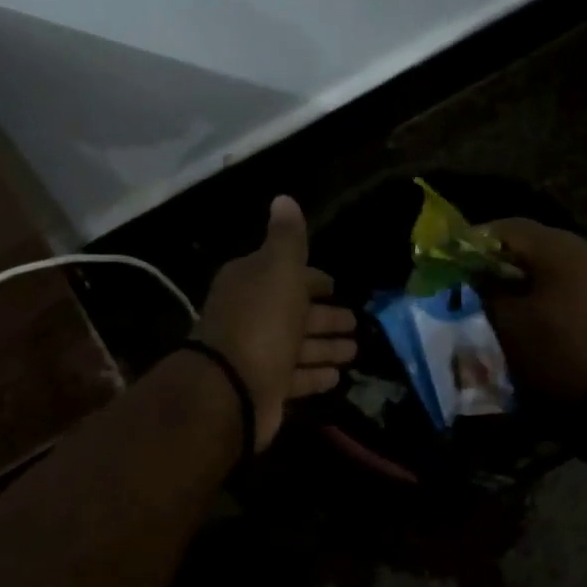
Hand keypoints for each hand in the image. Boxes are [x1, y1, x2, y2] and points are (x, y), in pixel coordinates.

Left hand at [194, 196, 357, 450]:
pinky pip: (296, 377)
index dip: (312, 279)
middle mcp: (251, 316)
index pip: (286, 274)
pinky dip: (315, 375)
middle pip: (294, 312)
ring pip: (298, 346)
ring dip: (325, 347)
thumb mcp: (279, 271)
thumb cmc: (261, 322)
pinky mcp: (264, 387)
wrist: (231, 388)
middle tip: (355, 321)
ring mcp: (257, 354)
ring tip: (354, 350)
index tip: (336, 286)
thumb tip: (283, 198)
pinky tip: (337, 376)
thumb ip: (288, 239)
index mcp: (251, 283)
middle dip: (324, 316)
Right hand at [479, 219, 586, 403]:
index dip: (482, 238)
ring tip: (509, 289)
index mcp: (566, 253)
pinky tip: (540, 303)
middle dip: (509, 253)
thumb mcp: (507, 323)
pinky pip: (583, 278)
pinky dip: (558, 284)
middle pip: (543, 239)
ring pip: (565, 259)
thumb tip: (476, 272)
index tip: (459, 253)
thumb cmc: (551, 360)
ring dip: (535, 269)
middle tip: (481, 271)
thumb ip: (488, 288)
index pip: (515, 228)